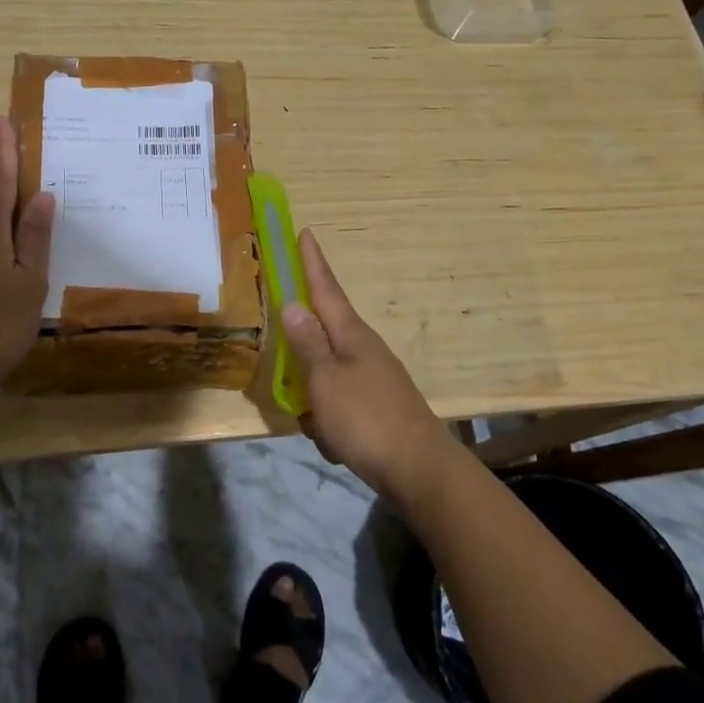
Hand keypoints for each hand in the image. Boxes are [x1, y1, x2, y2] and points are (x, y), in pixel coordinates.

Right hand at [282, 230, 456, 501]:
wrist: (420, 470)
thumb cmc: (366, 419)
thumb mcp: (325, 380)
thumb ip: (307, 343)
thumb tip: (293, 303)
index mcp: (351, 334)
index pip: (326, 288)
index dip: (312, 262)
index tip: (305, 232)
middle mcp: (363, 348)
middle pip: (324, 331)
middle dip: (302, 343)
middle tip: (283, 351)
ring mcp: (373, 377)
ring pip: (328, 373)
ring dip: (313, 394)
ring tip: (313, 422)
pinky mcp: (377, 406)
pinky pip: (340, 402)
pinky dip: (329, 420)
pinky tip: (332, 442)